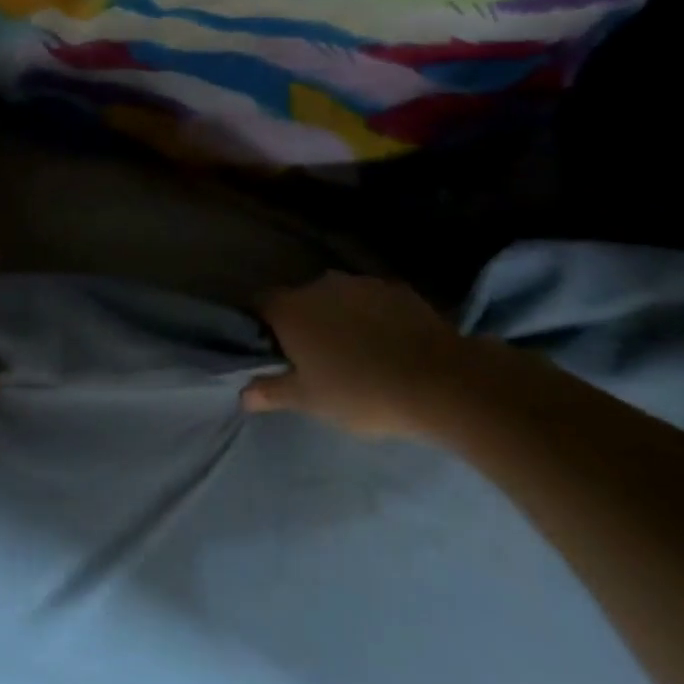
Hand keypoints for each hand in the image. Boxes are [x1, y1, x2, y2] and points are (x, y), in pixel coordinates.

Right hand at [245, 270, 479, 438]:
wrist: (440, 382)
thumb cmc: (361, 393)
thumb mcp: (310, 401)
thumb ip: (272, 392)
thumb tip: (243, 394)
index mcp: (291, 309)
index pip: (259, 304)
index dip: (261, 325)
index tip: (271, 351)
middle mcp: (320, 285)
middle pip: (299, 300)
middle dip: (303, 323)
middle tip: (315, 359)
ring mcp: (361, 283)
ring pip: (337, 298)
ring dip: (338, 318)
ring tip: (355, 353)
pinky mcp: (396, 289)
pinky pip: (372, 301)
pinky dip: (372, 317)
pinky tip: (388, 345)